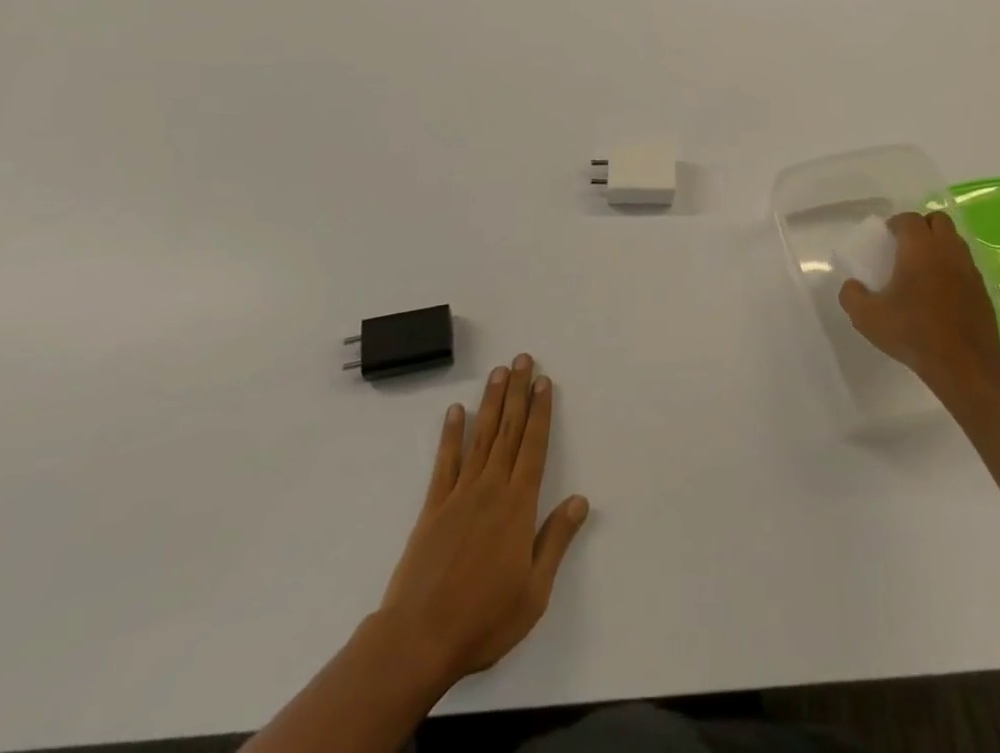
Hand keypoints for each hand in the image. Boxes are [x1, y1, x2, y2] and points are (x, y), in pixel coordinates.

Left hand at [379, 354, 589, 683]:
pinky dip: (451, 434)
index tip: (544, 382)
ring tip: (498, 372)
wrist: (418, 639)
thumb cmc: (484, 620)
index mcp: (518, 506)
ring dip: (490, 402)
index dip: (540, 412)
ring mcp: (458, 495)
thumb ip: (556, 540)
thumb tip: (580, 500)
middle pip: (508, 430)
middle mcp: (491, 489)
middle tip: (523, 359)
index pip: (534, 447)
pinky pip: (445, 462)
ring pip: (480, 437)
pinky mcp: (432, 508)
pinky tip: (455, 412)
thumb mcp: (534, 591)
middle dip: (518, 393)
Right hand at [840, 211, 999, 392]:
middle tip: (906, 247)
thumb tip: (851, 286)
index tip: (886, 238)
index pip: (909, 218)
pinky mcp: (983, 290)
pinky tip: (941, 291)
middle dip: (922, 226)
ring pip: (955, 241)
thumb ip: (852, 296)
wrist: (964, 365)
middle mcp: (947, 249)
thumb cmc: (913, 332)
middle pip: (938, 220)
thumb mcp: (868, 317)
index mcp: (919, 247)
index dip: (896, 224)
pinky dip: (953, 268)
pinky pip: (966, 266)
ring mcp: (969, 268)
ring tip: (923, 268)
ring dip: (939, 245)